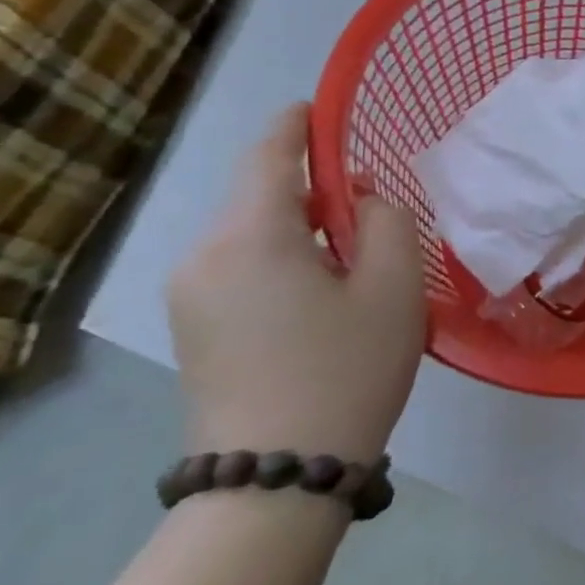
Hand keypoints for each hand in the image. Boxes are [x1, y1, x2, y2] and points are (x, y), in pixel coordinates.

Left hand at [166, 104, 427, 462]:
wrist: (277, 477)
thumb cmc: (347, 369)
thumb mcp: (394, 286)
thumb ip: (388, 221)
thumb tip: (362, 199)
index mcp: (250, 237)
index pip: (267, 157)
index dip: (296, 126)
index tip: (320, 106)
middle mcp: (203, 257)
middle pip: (259, 197)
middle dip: (314, 188)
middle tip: (375, 206)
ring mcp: (190, 297)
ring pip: (253, 235)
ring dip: (304, 228)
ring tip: (360, 257)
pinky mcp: (194, 330)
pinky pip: (242, 268)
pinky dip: (285, 258)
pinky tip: (326, 293)